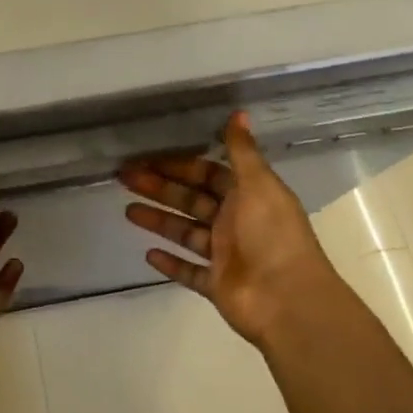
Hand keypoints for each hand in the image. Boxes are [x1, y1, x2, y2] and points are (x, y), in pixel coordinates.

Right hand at [121, 111, 346, 347]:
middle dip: (160, 189)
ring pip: (185, 233)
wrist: (287, 301)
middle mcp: (236, 222)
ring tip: (127, 211)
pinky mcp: (216, 285)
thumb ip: (242, 151)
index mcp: (248, 196)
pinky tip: (148, 253)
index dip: (179, 164)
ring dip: (158, 221)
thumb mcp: (258, 185)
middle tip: (125, 178)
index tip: (148, 157)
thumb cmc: (272, 235)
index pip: (207, 174)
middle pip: (191, 201)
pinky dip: (170, 263)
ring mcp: (225, 255)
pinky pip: (189, 272)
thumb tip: (239, 112)